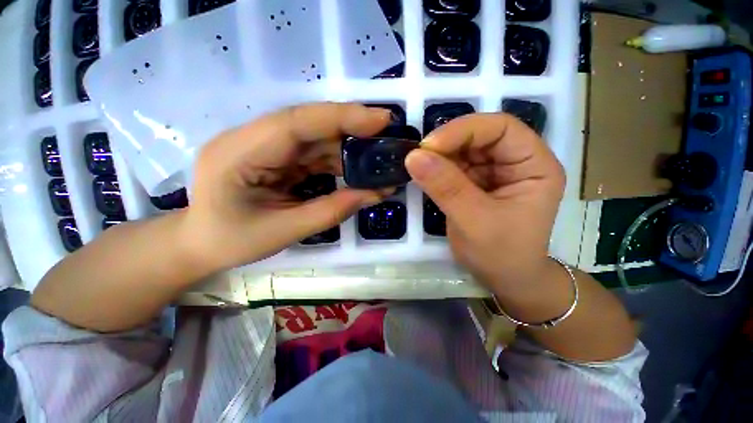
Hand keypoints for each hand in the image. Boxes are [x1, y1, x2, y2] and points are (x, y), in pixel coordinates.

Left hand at [181, 103, 391, 272]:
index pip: (296, 123)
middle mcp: (251, 139)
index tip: (380, 119)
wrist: (201, 243)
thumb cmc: (232, 241)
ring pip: (315, 137)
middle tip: (388, 136)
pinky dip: (338, 160)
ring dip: (348, 148)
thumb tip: (375, 194)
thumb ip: (331, 211)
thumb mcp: (284, 231)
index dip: (342, 117)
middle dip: (352, 129)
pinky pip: (313, 152)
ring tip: (378, 159)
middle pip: (310, 125)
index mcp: (239, 153)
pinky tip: (356, 170)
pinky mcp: (275, 155)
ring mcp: (264, 145)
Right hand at [404, 113, 564, 293]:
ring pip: (462, 150)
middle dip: (447, 143)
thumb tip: (413, 157)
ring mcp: (493, 172)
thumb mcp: (474, 221)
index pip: (502, 128)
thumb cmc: (501, 254)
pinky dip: (436, 168)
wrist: (505, 279)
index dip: (465, 130)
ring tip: (418, 167)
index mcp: (534, 165)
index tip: (429, 146)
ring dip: (438, 156)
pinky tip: (424, 175)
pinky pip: (453, 166)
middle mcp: (515, 162)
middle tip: (418, 157)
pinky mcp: (475, 183)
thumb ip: (445, 188)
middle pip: (479, 136)